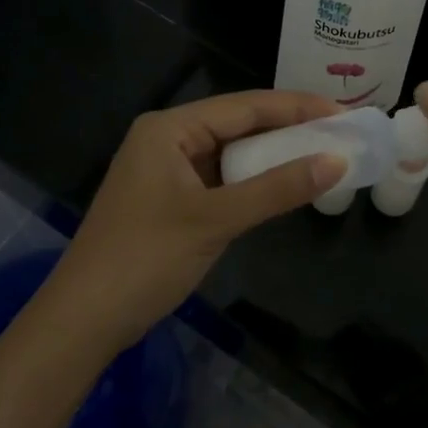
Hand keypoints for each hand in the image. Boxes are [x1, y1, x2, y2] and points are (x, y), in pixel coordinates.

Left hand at [41, 90, 345, 354]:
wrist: (84, 320)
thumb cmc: (145, 258)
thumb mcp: (215, 220)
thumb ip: (277, 189)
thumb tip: (338, 162)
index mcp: (169, 128)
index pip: (245, 106)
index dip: (297, 107)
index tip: (343, 112)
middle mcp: (166, 139)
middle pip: (238, 126)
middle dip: (288, 130)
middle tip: (341, 135)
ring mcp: (167, 171)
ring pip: (231, 154)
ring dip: (272, 158)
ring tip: (323, 156)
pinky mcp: (170, 200)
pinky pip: (221, 180)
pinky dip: (252, 183)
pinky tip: (283, 186)